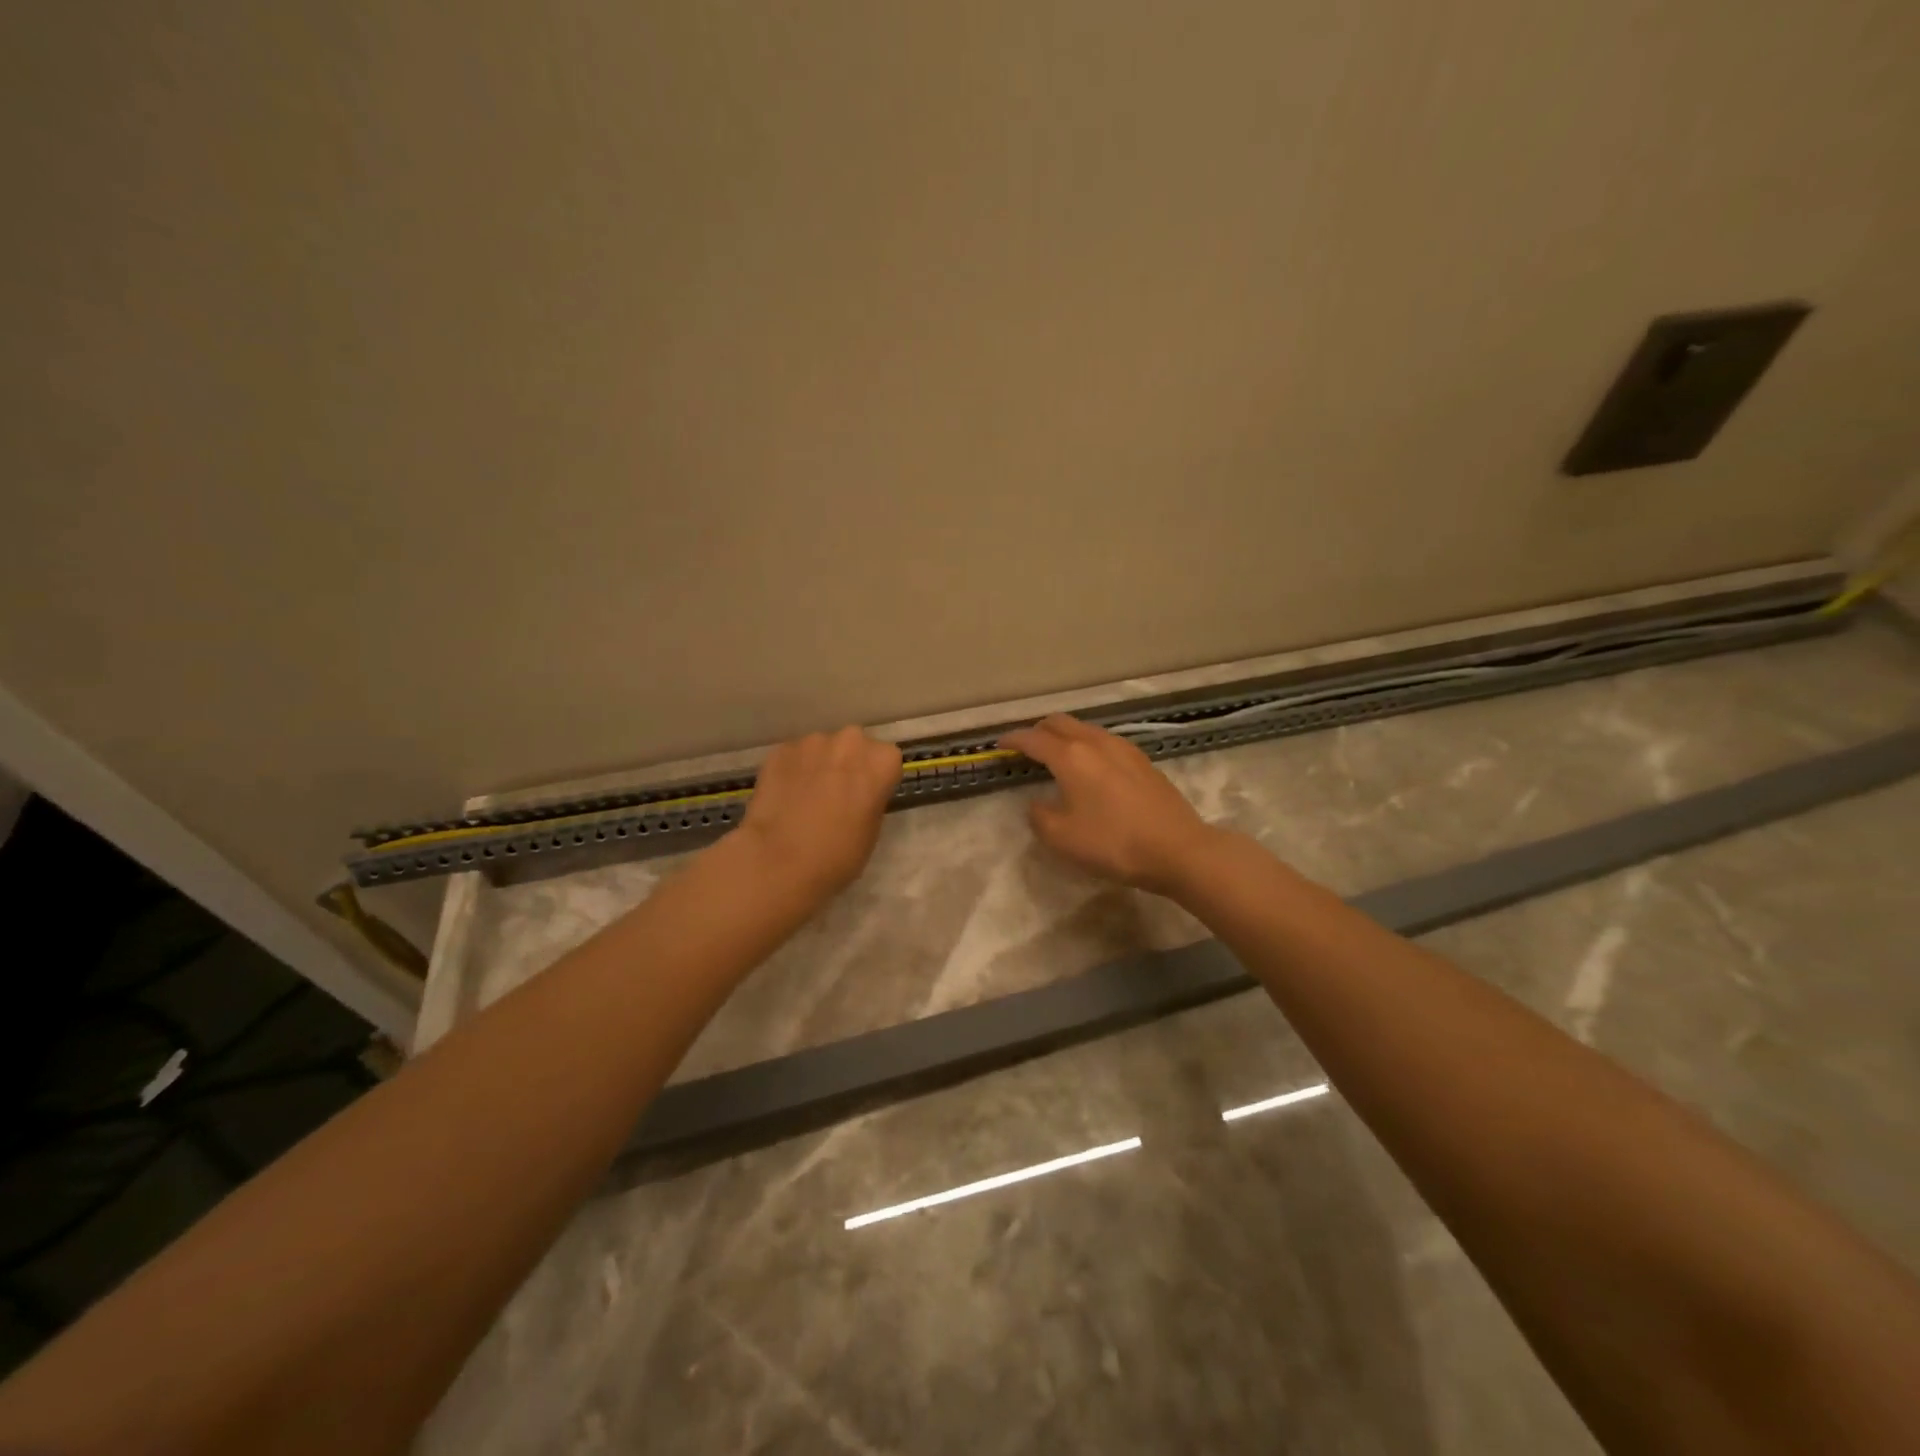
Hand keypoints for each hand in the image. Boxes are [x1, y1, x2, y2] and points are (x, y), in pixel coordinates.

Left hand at [735, 727, 903, 904]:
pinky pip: (793, 757)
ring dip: (818, 765)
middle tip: (837, 793)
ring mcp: (811, 742)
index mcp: (881, 761)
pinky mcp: (780, 750)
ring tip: (806, 797)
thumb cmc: (837, 854)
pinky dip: (792, 771)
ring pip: (821, 748)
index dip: (876, 779)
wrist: (779, 861)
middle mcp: (850, 741)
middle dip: (848, 763)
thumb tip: (858, 795)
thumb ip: (871, 800)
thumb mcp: (872, 831)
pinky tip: (784, 797)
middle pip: (854, 746)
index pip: (887, 760)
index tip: (866, 797)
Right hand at [999, 715, 1219, 895]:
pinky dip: (1087, 745)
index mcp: (1071, 756)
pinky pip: (1104, 741)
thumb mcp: (1062, 837)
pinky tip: (1091, 767)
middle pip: (1059, 722)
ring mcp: (1123, 748)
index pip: (1033, 738)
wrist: (1178, 849)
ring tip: (1057, 755)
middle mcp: (1095, 742)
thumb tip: (1037, 803)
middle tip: (1026, 747)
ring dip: (1065, 735)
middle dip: (1038, 730)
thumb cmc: (1113, 843)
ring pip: (1085, 728)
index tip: (998, 746)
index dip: (1012, 740)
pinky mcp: (1143, 760)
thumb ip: (1039, 816)